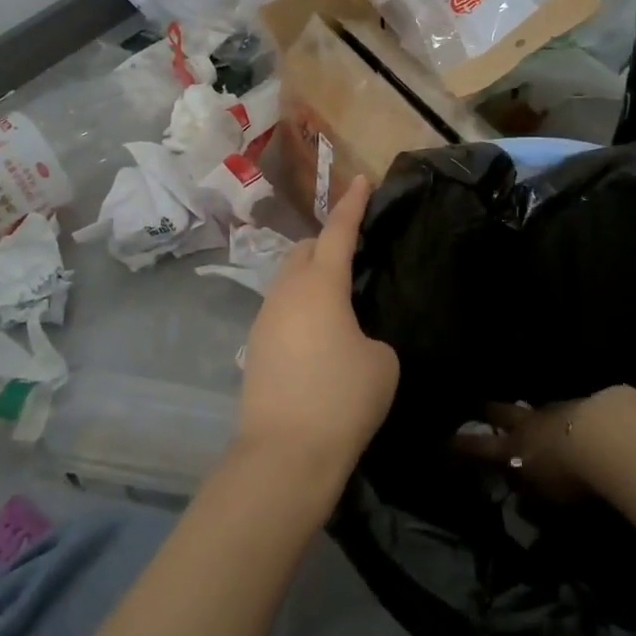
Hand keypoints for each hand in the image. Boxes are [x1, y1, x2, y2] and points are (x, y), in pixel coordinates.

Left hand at [237, 177, 398, 487]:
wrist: (284, 455)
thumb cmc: (342, 399)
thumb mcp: (381, 362)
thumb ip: (369, 335)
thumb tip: (350, 339)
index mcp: (320, 285)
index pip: (338, 231)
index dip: (352, 204)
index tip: (360, 180)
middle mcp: (286, 293)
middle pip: (305, 251)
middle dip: (327, 243)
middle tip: (353, 254)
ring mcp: (264, 320)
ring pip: (289, 281)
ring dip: (311, 278)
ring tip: (337, 299)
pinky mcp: (255, 349)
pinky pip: (282, 311)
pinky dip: (301, 308)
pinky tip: (318, 335)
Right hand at [452, 398, 595, 503]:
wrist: (607, 439)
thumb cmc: (567, 476)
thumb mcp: (544, 499)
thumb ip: (530, 498)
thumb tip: (522, 501)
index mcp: (512, 447)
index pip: (477, 446)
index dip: (458, 445)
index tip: (442, 441)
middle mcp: (528, 424)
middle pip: (500, 412)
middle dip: (488, 411)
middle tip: (480, 408)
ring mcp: (554, 410)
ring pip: (534, 409)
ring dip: (530, 416)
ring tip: (531, 419)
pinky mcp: (582, 405)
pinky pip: (563, 411)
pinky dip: (561, 419)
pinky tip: (572, 425)